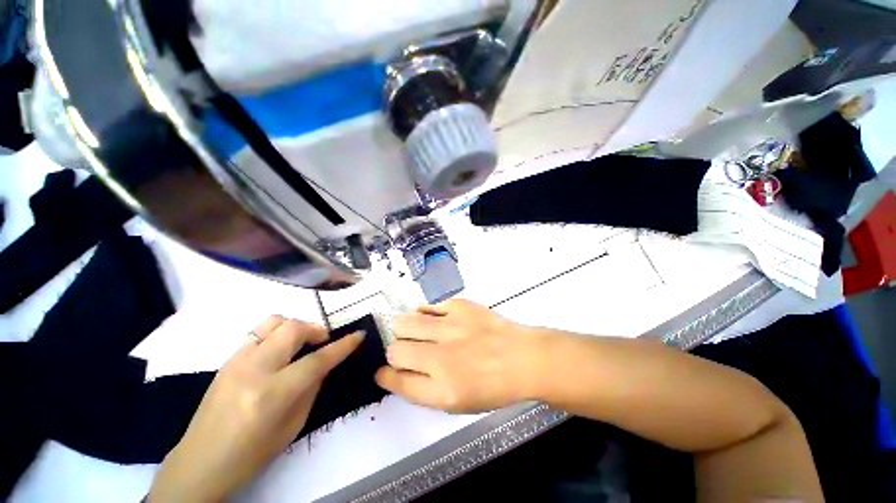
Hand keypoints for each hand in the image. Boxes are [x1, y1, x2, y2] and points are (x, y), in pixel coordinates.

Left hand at [148, 316, 363, 501]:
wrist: (200, 462)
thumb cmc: (253, 453)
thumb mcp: (294, 425)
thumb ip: (312, 388)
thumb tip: (326, 363)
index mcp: (273, 394)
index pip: (317, 360)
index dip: (343, 345)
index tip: (359, 335)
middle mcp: (254, 370)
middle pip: (293, 329)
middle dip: (316, 329)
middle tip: (323, 341)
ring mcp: (237, 361)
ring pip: (273, 322)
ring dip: (295, 326)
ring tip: (300, 342)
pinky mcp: (227, 360)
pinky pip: (258, 333)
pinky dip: (276, 334)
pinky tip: (279, 352)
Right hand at [375, 299, 544, 412]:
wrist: (523, 358)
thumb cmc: (492, 386)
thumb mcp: (456, 403)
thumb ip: (421, 389)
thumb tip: (394, 372)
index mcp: (442, 389)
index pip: (397, 380)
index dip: (385, 375)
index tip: (384, 371)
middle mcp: (442, 357)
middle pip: (395, 349)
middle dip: (395, 351)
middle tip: (409, 350)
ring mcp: (451, 327)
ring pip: (405, 323)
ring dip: (404, 329)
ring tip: (416, 332)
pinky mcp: (460, 306)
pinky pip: (427, 307)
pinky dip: (425, 314)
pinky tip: (435, 319)